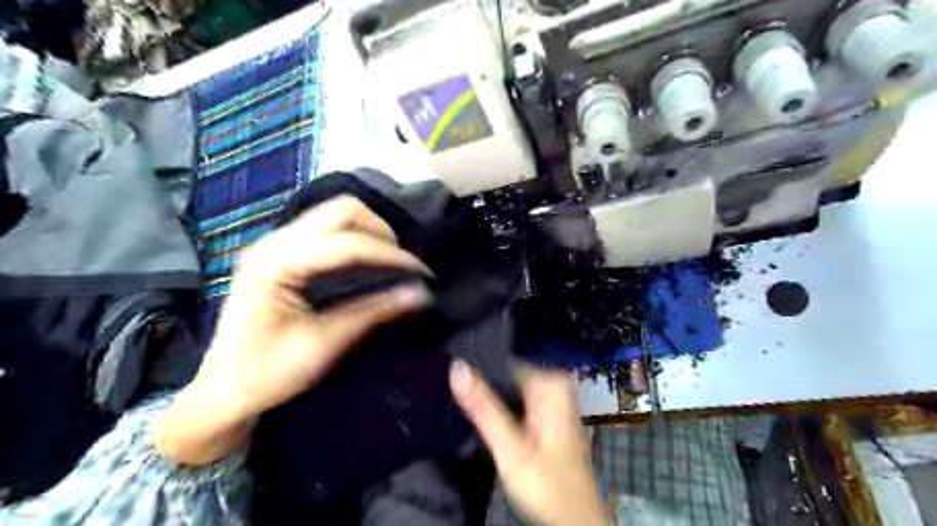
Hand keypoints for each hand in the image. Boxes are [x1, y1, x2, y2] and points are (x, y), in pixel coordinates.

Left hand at [155, 196, 430, 464]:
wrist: (223, 391)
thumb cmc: (268, 374)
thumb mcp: (325, 344)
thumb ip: (374, 311)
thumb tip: (422, 293)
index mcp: (276, 264)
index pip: (346, 243)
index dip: (390, 254)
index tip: (422, 272)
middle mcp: (274, 242)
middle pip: (341, 210)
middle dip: (381, 233)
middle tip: (403, 265)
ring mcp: (277, 243)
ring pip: (337, 214)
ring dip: (371, 232)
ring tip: (391, 263)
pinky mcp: (284, 252)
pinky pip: (329, 229)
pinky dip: (357, 239)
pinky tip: (369, 261)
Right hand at [448, 361, 611, 524]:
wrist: (574, 517)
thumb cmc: (545, 482)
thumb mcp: (508, 445)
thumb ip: (482, 406)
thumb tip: (456, 366)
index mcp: (550, 383)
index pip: (503, 365)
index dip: (478, 377)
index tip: (457, 391)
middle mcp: (556, 384)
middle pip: (507, 378)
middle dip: (487, 393)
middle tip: (468, 412)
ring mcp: (555, 398)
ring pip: (511, 391)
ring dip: (494, 404)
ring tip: (477, 419)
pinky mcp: (551, 414)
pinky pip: (519, 402)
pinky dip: (506, 413)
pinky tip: (495, 427)